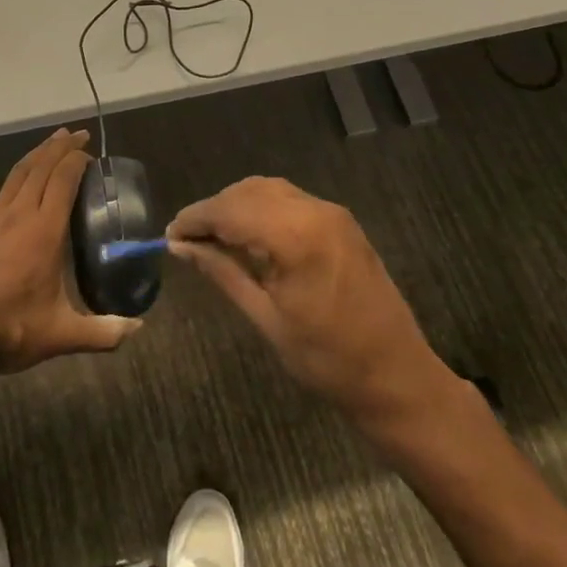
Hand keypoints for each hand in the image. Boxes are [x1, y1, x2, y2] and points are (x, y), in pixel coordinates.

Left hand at [0, 128, 140, 382]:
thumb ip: (104, 331)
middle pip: (43, 169)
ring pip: (17, 174)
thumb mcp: (63, 335)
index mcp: (46, 231)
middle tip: (78, 135)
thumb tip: (139, 329)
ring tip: (52, 138)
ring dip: (36, 153)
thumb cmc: (11, 331)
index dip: (78, 161)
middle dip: (62, 148)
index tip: (92, 154)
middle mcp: (20, 215)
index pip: (65, 181)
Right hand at [167, 177, 451, 427]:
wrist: (397, 376)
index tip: (169, 235)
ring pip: (268, 190)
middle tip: (187, 240)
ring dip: (237, 206)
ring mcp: (332, 213)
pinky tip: (247, 235)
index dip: (195, 218)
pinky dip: (261, 209)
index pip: (230, 210)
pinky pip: (290, 200)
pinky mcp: (342, 222)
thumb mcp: (266, 319)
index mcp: (296, 236)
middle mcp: (315, 211)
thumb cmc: (328, 359)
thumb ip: (223, 273)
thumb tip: (181, 247)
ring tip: (212, 237)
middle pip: (248, 192)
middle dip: (214, 210)